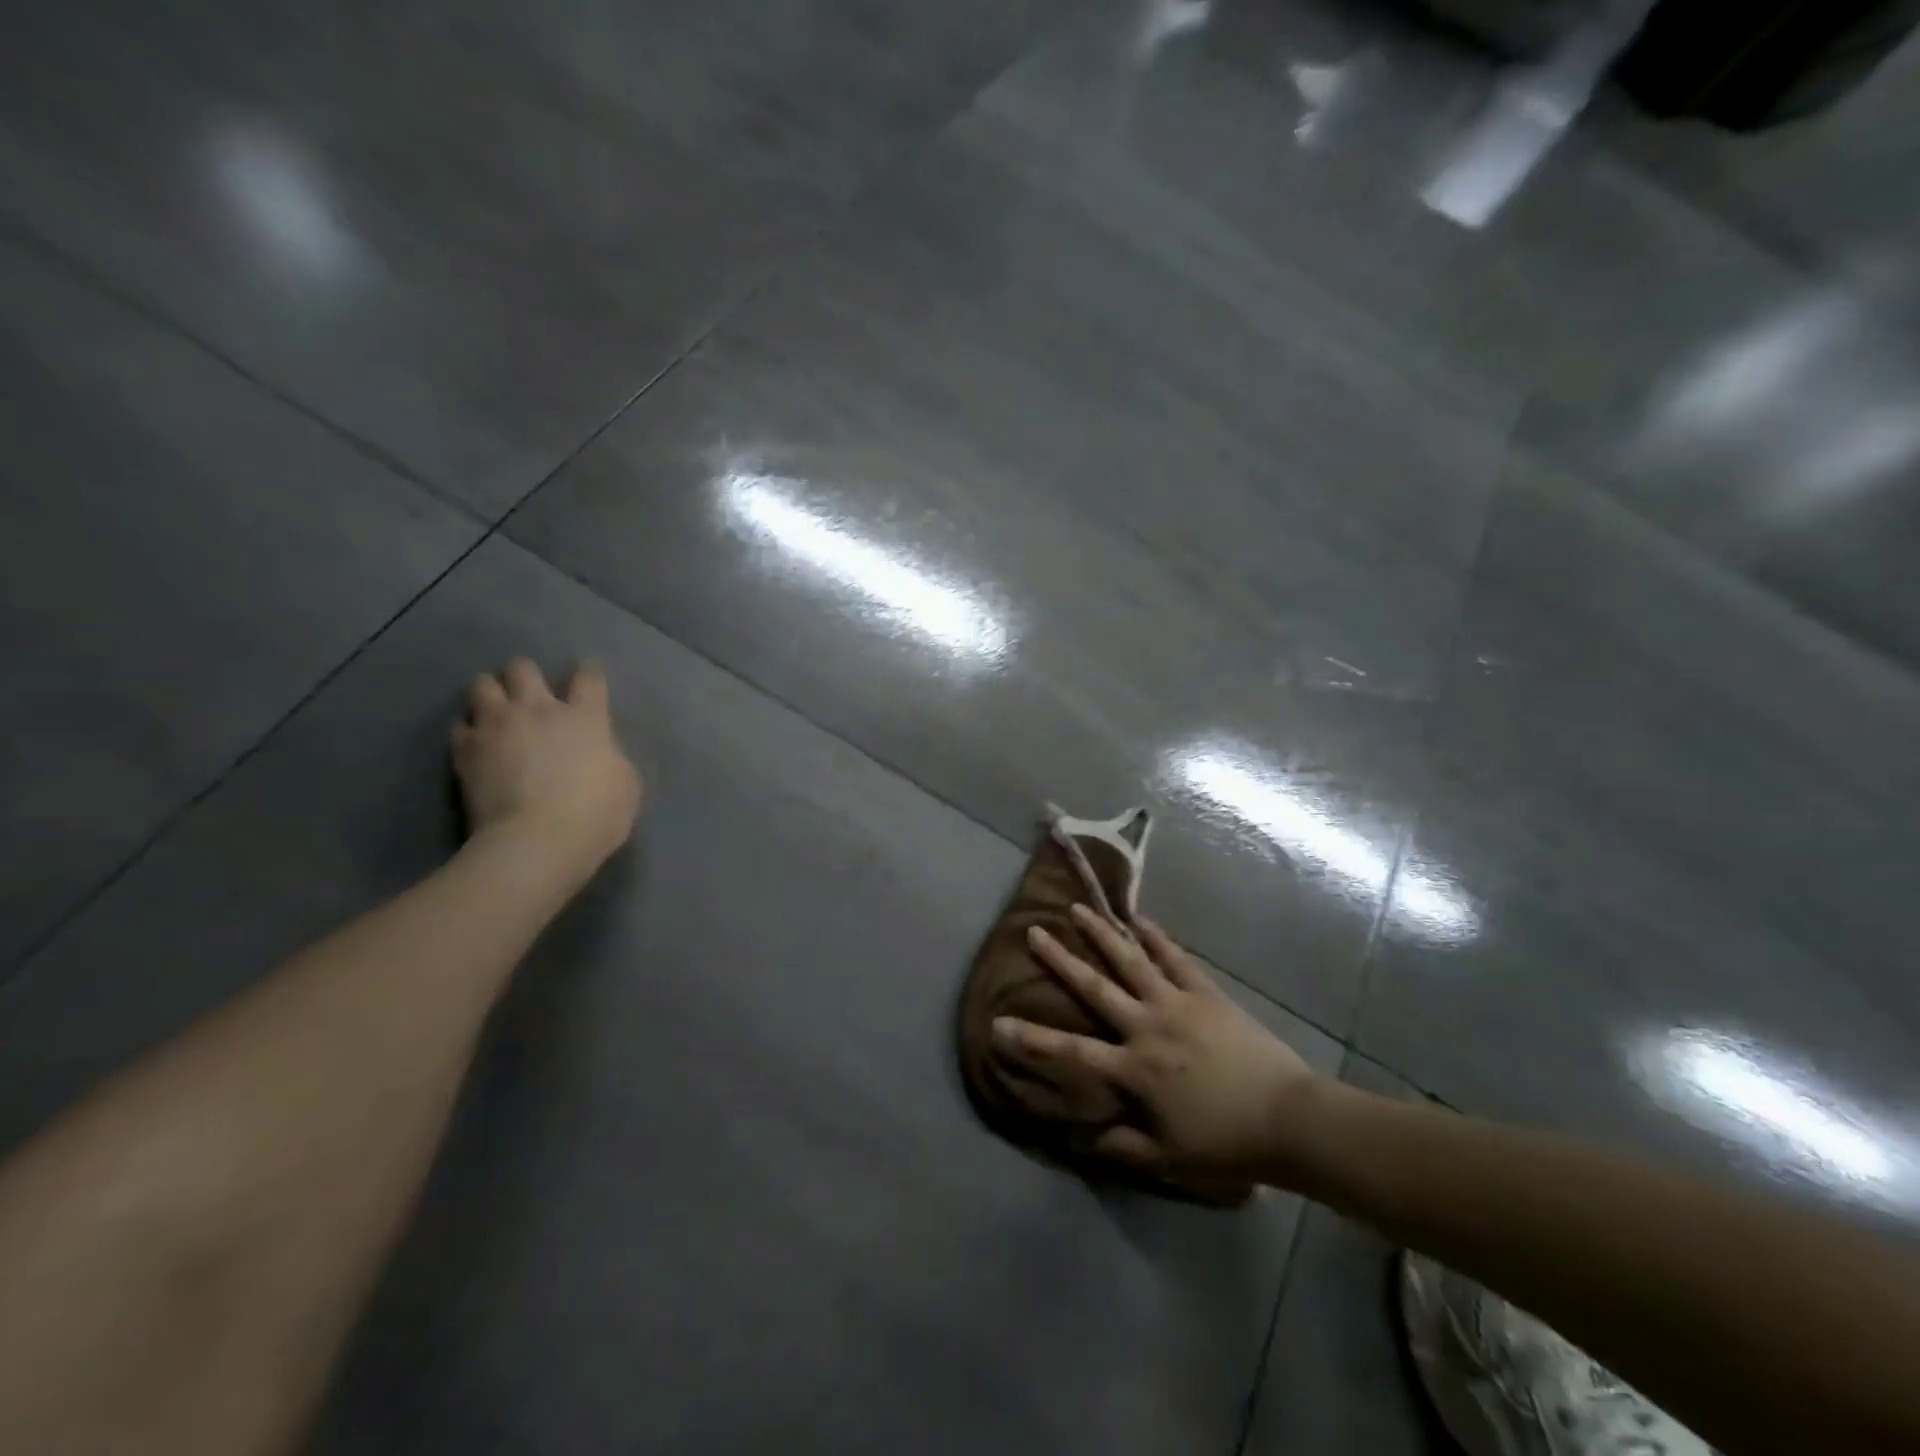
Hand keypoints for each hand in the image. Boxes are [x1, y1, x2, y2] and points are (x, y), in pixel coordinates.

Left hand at [452, 658, 642, 879]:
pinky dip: (468, 729)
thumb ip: (610, 757)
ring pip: (482, 685)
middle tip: (529, 693)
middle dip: (525, 675)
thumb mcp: (626, 784)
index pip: (589, 677)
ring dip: (491, 694)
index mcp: (585, 718)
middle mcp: (538, 710)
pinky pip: (460, 725)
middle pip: (523, 668)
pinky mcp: (465, 751)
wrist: (537, 842)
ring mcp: (497, 727)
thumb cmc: (596, 815)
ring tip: (496, 711)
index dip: (589, 672)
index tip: (588, 674)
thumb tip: (597, 752)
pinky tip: (476, 742)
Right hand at [994, 905, 1319, 1187]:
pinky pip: (1176, 959)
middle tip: (1034, 932)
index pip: (1071, 1051)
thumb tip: (1079, 1138)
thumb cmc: (1226, 1142)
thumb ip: (1121, 1145)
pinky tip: (1142, 919)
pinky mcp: (1206, 993)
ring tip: (1078, 909)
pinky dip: (1157, 937)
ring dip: (1103, 934)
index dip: (1032, 1039)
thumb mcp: (1168, 1157)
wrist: (1289, 1119)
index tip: (998, 1023)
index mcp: (1135, 1068)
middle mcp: (1147, 1025)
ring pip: (1132, 961)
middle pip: (1096, 986)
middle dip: (1061, 960)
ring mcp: (1177, 1002)